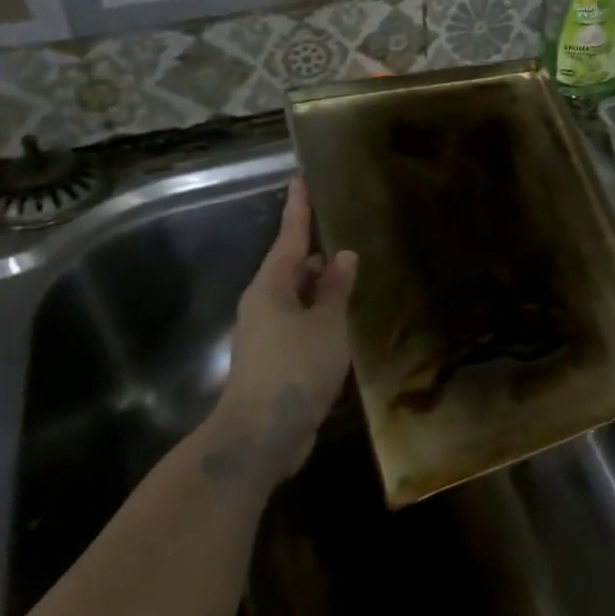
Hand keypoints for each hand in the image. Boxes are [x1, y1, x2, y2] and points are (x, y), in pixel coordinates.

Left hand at [206, 178, 357, 485]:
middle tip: (347, 236)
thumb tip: (343, 256)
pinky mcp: (277, 361)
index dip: (298, 210)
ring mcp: (268, 335)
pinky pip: (303, 325)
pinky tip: (345, 321)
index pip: (289, 238)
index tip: (300, 181)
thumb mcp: (326, 323)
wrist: (260, 435)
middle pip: (292, 269)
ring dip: (323, 289)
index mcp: (271, 288)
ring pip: (299, 299)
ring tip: (354, 276)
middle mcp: (265, 306)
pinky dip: (323, 316)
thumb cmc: (295, 367)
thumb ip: (336, 289)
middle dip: (317, 254)